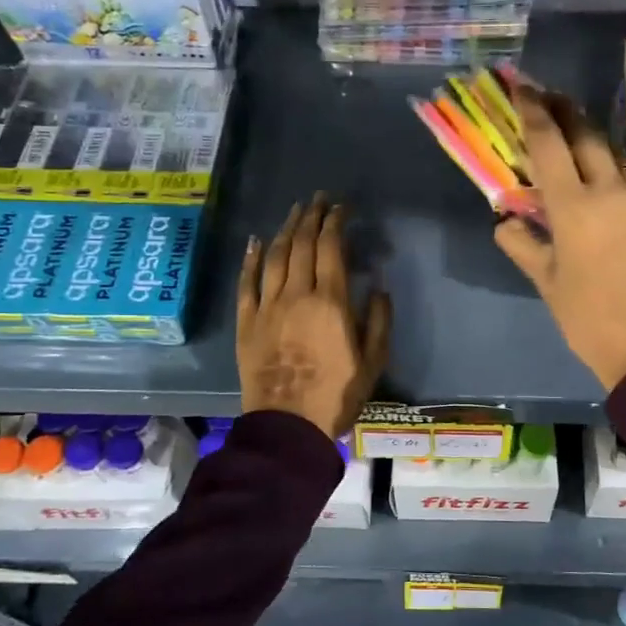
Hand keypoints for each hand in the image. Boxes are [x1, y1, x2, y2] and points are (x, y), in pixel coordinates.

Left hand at [238, 195, 390, 438]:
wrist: (288, 426)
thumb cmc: (337, 395)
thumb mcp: (373, 361)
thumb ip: (379, 321)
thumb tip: (379, 287)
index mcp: (330, 302)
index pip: (331, 248)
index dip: (335, 223)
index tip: (341, 208)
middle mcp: (296, 295)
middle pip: (301, 244)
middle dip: (311, 217)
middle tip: (318, 200)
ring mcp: (267, 307)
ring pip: (274, 256)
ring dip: (286, 229)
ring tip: (295, 212)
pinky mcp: (246, 323)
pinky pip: (246, 283)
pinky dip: (251, 259)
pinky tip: (256, 241)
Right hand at [494, 87, 625, 391]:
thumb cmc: (586, 318)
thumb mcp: (545, 281)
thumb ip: (522, 242)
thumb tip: (505, 220)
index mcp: (575, 208)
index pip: (548, 143)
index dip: (533, 109)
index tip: (522, 85)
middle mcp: (613, 191)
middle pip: (587, 134)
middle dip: (565, 109)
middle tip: (548, 96)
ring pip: (615, 158)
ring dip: (593, 149)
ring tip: (578, 153)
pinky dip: (619, 183)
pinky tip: (612, 201)